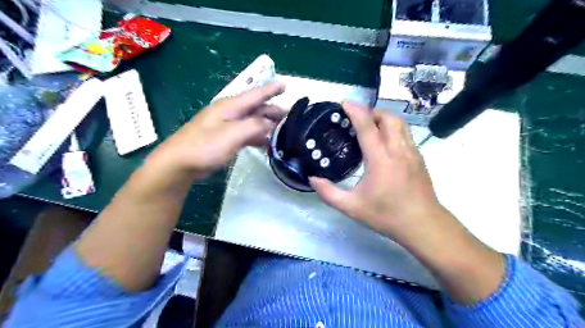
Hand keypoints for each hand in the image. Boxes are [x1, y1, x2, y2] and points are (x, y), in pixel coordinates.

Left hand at [149, 82, 285, 178]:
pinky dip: (257, 137)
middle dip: (272, 111)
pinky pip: (245, 133)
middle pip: (255, 108)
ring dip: (266, 125)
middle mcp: (229, 113)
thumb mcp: (233, 134)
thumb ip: (255, 126)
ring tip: (282, 131)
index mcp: (230, 107)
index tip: (285, 86)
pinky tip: (264, 143)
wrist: (179, 163)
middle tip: (290, 117)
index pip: (255, 94)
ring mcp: (226, 126)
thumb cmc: (205, 146)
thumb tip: (270, 123)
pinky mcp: (224, 139)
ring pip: (251, 122)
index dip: (271, 90)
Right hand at [310, 102, 507, 304]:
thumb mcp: (352, 207)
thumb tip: (312, 179)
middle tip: (356, 119)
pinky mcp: (419, 157)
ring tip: (370, 126)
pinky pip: (406, 133)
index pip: (367, 127)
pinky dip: (393, 128)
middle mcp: (398, 150)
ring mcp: (412, 152)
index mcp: (381, 160)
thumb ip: (329, 193)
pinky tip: (384, 142)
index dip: (355, 111)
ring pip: (400, 123)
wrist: (423, 225)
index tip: (344, 103)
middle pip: (388, 118)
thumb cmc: (387, 215)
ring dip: (384, 118)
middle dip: (371, 112)